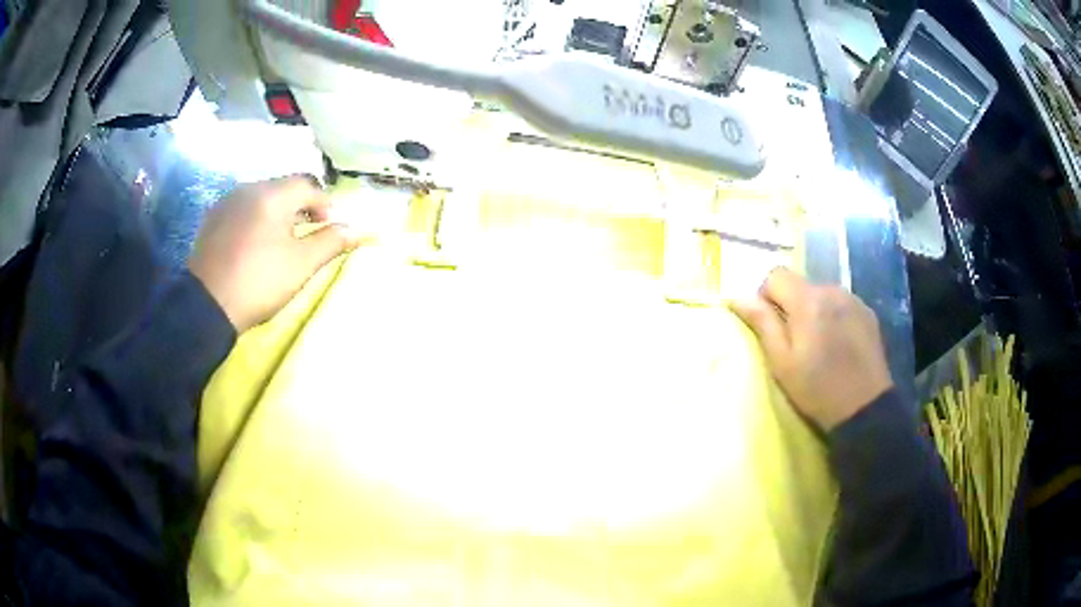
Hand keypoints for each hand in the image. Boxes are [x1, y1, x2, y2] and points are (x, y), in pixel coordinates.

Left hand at [189, 176, 361, 332]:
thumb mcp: (301, 265)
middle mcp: (248, 189)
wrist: (206, 306)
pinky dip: (256, 220)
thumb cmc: (258, 282)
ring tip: (281, 241)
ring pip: (262, 198)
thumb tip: (356, 229)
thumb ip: (330, 242)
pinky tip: (255, 244)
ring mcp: (227, 202)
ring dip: (278, 213)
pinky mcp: (212, 220)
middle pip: (283, 188)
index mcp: (272, 195)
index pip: (308, 184)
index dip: (324, 202)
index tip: (328, 226)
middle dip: (301, 207)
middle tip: (307, 234)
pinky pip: (243, 209)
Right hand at [729, 267, 892, 430]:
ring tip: (820, 344)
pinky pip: (841, 303)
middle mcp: (832, 290)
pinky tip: (839, 344)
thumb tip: (737, 297)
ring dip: (814, 310)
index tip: (771, 326)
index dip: (766, 296)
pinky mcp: (867, 312)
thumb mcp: (782, 363)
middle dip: (792, 305)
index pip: (776, 275)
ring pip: (821, 293)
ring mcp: (853, 299)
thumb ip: (762, 324)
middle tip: (795, 342)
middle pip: (800, 284)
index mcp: (808, 301)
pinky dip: (834, 316)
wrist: (865, 408)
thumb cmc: (817, 389)